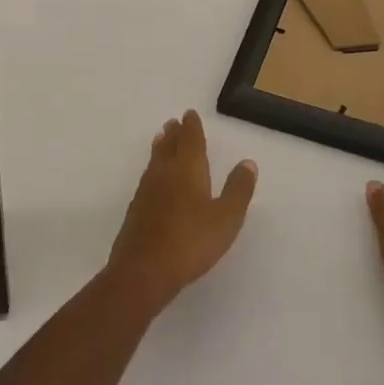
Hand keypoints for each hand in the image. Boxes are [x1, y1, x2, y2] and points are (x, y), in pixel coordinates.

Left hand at [106, 110, 256, 316]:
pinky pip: (147, 178)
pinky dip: (152, 168)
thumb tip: (247, 162)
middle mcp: (164, 173)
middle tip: (173, 122)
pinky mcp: (136, 210)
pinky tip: (152, 179)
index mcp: (188, 170)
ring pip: (155, 160)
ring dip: (160, 147)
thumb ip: (238, 189)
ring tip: (161, 138)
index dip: (191, 127)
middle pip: (169, 146)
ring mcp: (146, 191)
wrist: (144, 270)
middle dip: (174, 133)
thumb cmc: (191, 242)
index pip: (190, 140)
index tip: (189, 114)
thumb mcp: (226, 217)